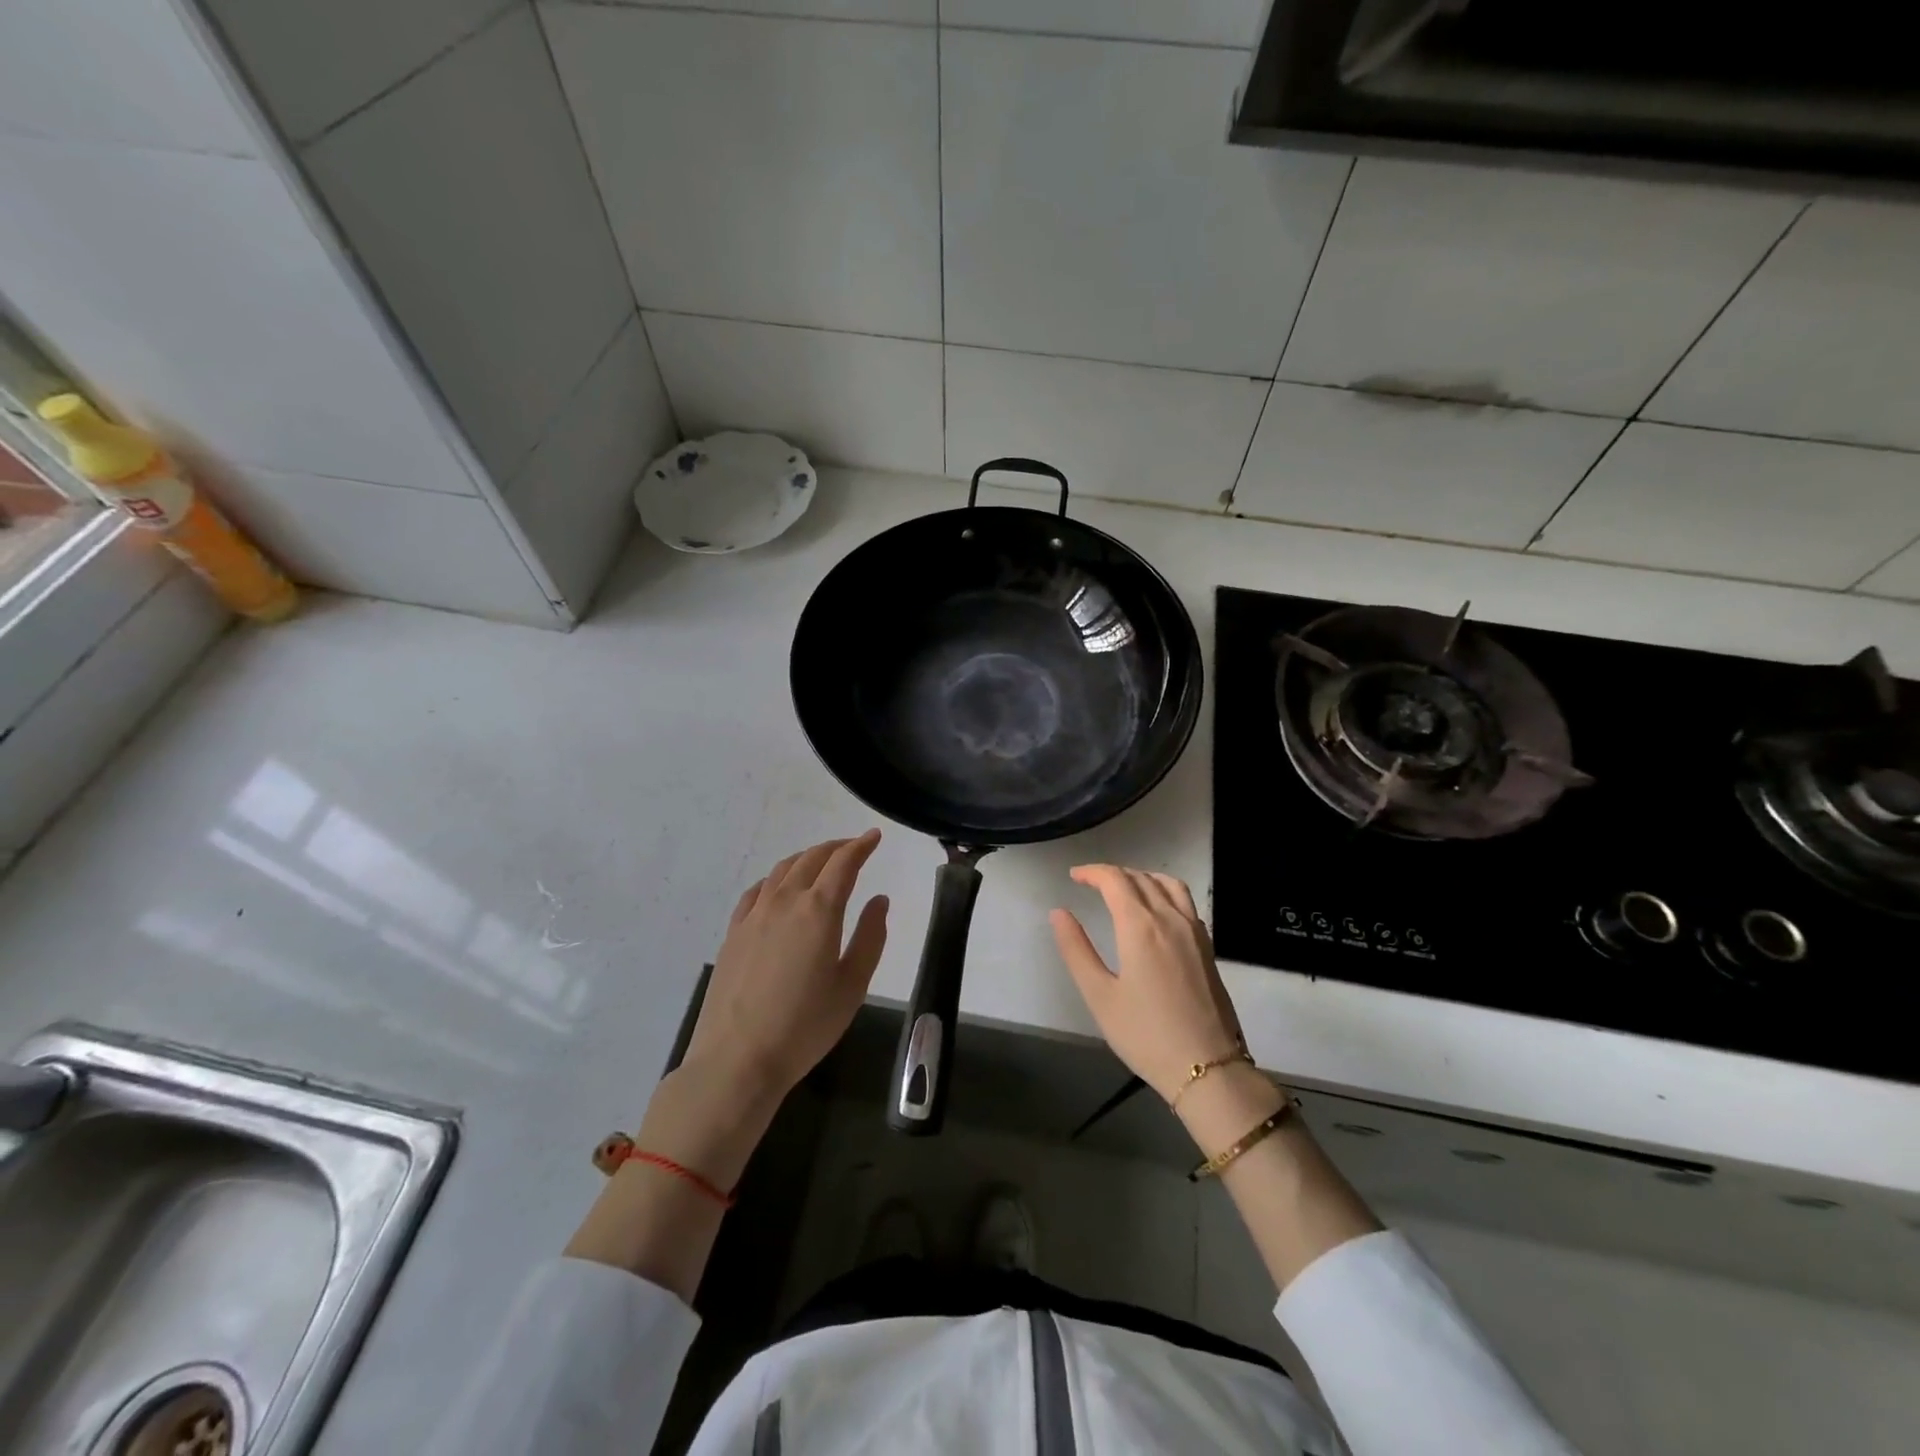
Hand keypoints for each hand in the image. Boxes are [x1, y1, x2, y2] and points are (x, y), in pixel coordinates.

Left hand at [680, 830, 889, 1105]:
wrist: (737, 1059)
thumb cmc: (805, 1026)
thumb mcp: (852, 986)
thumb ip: (870, 937)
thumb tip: (879, 900)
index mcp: (819, 911)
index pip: (843, 863)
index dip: (861, 846)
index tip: (874, 837)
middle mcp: (785, 902)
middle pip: (811, 859)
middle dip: (835, 848)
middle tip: (853, 847)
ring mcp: (754, 915)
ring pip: (782, 870)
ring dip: (806, 858)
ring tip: (820, 862)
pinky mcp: (733, 933)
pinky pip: (757, 891)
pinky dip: (775, 879)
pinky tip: (778, 888)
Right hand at [1050, 865, 1245, 1103]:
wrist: (1208, 1068)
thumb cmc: (1146, 1035)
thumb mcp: (1099, 996)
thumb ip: (1076, 950)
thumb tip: (1058, 913)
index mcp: (1140, 926)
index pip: (1115, 880)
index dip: (1092, 872)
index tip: (1074, 877)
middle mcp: (1170, 918)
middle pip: (1141, 878)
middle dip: (1113, 874)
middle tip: (1091, 883)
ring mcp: (1194, 931)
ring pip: (1168, 884)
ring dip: (1142, 877)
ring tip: (1124, 888)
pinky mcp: (1207, 947)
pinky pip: (1185, 901)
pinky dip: (1164, 891)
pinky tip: (1156, 911)